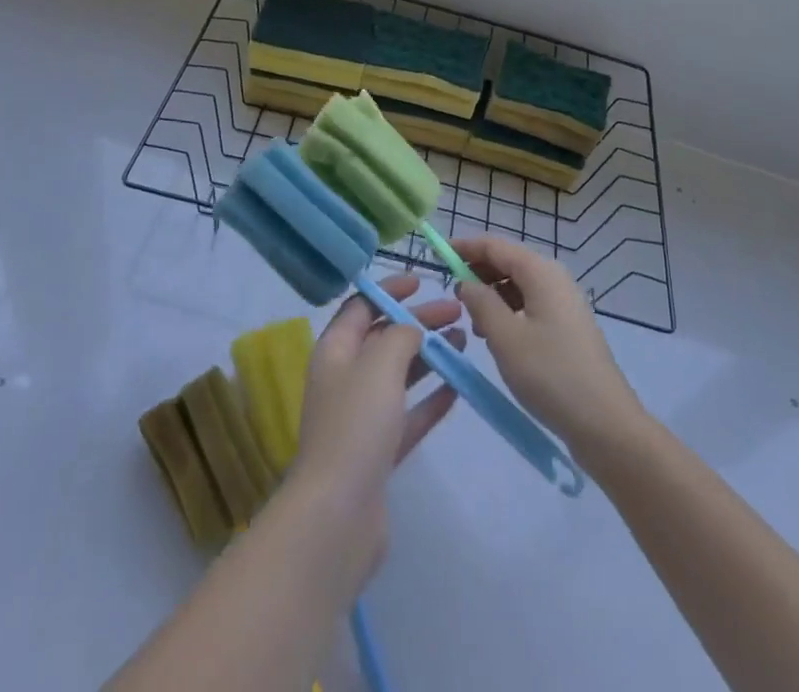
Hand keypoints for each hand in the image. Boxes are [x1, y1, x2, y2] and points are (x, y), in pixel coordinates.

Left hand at [285, 275, 461, 577]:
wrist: (338, 515)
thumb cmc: (356, 426)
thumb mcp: (380, 365)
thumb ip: (400, 336)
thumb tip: (410, 329)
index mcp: (335, 350)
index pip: (361, 306)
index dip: (389, 289)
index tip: (422, 282)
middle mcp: (345, 377)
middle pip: (384, 338)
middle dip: (418, 322)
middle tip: (457, 312)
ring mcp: (361, 417)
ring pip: (399, 375)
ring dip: (429, 356)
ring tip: (463, 343)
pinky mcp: (378, 452)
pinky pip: (408, 414)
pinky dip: (430, 398)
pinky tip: (457, 388)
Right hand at [453, 237, 643, 455]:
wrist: (606, 424)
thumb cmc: (551, 375)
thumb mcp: (505, 337)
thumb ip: (480, 302)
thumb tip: (466, 282)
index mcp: (540, 271)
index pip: (494, 245)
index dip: (464, 247)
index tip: (437, 255)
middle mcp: (554, 277)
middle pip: (508, 262)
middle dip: (477, 272)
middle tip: (451, 294)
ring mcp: (564, 302)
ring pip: (518, 285)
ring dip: (491, 295)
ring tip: (472, 322)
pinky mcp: (567, 326)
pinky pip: (530, 304)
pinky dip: (508, 311)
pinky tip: (496, 337)